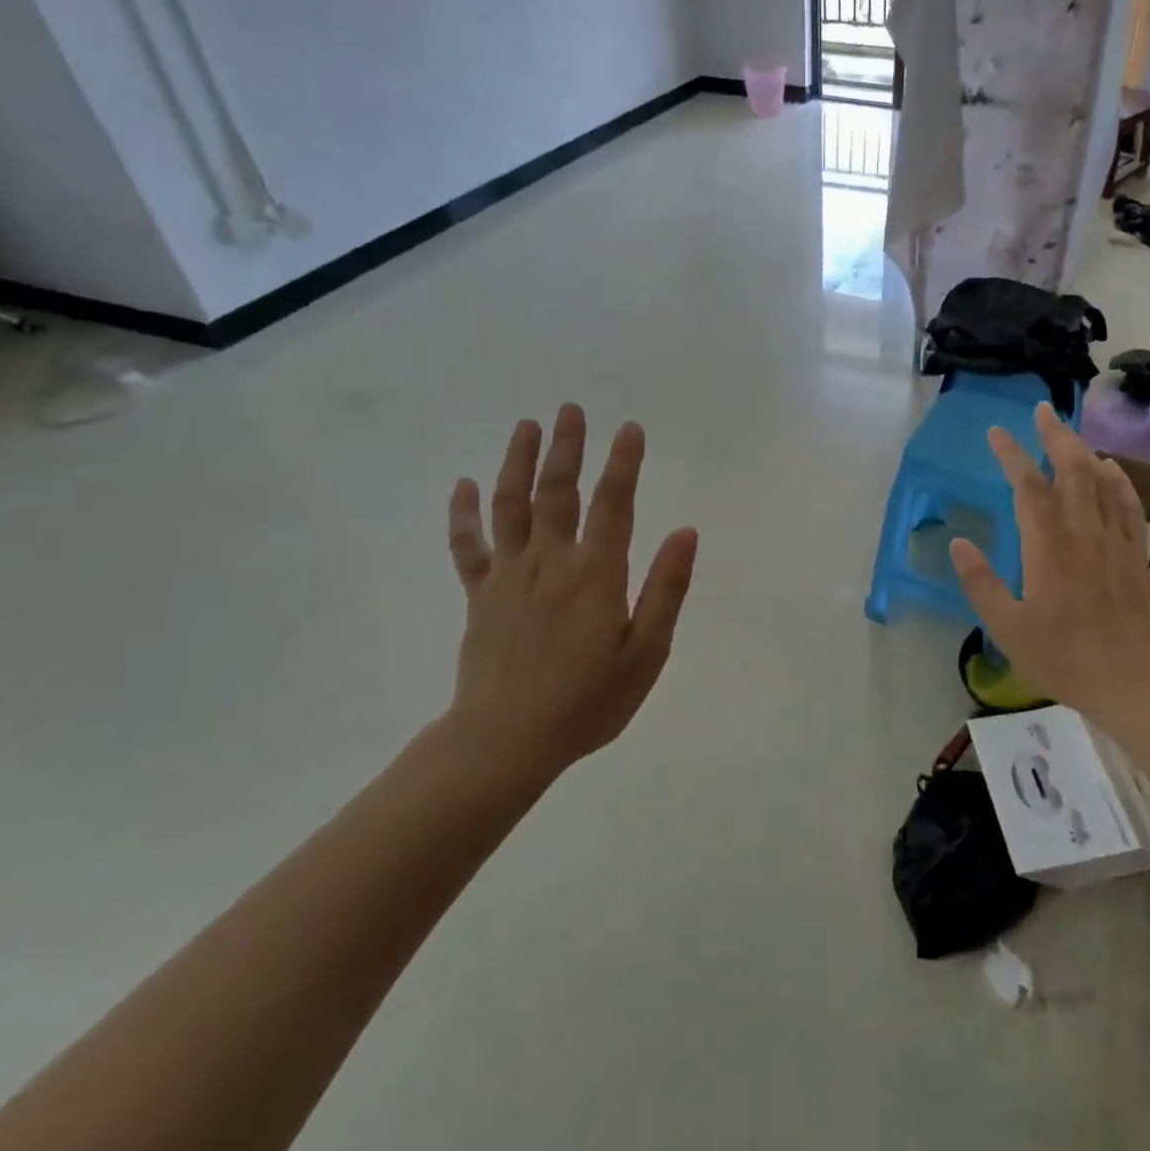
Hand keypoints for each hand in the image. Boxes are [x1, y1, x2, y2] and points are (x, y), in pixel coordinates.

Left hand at [444, 406, 698, 795]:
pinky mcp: (480, 594)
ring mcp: (509, 575)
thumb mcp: (646, 653)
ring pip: (511, 505)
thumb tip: (686, 532)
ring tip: (527, 425)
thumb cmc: (587, 701)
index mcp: (596, 574)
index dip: (624, 464)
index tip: (631, 428)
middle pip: (557, 491)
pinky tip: (462, 484)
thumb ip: (666, 589)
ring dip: (518, 462)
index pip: (613, 504)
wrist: (504, 742)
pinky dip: (463, 513)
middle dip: (567, 447)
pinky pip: (468, 545)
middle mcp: (551, 562)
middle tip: (572, 408)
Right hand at [950, 402, 1149, 724]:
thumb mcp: (1007, 628)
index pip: (1028, 485)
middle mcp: (1083, 531)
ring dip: (1083, 449)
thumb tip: (958, 543)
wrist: (1136, 684)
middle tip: (1041, 410)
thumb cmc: (1064, 658)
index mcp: (1048, 545)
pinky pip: (1127, 503)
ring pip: (1101, 479)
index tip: (996, 432)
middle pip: (1072, 468)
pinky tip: (1111, 469)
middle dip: (1054, 434)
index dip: (1011, 454)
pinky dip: (1117, 479)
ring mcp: (1115, 540)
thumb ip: (980, 583)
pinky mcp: (1136, 554)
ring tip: (1069, 431)